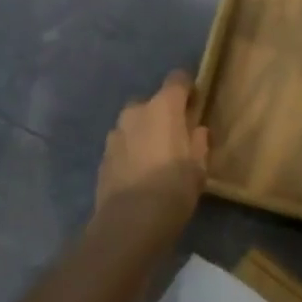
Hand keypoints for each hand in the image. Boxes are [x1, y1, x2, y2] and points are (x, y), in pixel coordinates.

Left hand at [94, 70, 209, 232]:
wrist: (129, 222)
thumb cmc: (173, 188)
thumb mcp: (199, 167)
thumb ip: (199, 142)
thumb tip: (197, 130)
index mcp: (163, 107)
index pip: (177, 79)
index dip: (188, 89)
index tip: (195, 105)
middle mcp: (136, 112)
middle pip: (153, 103)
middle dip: (163, 115)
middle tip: (176, 138)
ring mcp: (115, 133)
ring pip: (134, 124)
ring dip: (144, 134)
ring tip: (155, 159)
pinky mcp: (103, 156)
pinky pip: (122, 145)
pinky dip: (131, 152)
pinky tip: (139, 175)